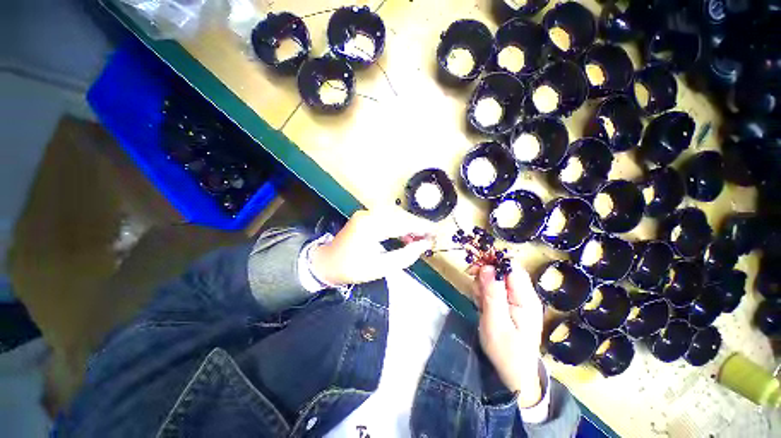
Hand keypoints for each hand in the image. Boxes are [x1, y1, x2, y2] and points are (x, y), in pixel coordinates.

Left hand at [310, 208, 434, 285]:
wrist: (326, 263)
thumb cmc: (351, 269)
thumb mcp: (380, 268)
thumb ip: (404, 256)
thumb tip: (424, 245)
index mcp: (370, 226)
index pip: (402, 223)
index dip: (421, 228)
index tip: (437, 234)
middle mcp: (369, 214)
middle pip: (401, 216)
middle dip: (417, 226)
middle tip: (430, 238)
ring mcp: (367, 213)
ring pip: (396, 216)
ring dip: (410, 226)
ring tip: (420, 239)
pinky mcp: (366, 216)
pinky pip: (388, 218)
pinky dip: (400, 226)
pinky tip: (406, 236)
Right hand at [473, 264, 544, 407]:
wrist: (514, 374)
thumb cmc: (506, 351)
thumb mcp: (495, 322)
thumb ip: (492, 293)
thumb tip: (487, 267)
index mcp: (526, 298)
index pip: (512, 267)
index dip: (493, 262)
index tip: (475, 268)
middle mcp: (524, 295)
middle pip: (502, 270)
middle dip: (485, 275)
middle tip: (475, 291)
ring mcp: (517, 299)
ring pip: (495, 279)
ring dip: (482, 286)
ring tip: (480, 303)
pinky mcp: (509, 304)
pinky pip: (493, 289)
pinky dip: (484, 293)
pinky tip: (482, 306)